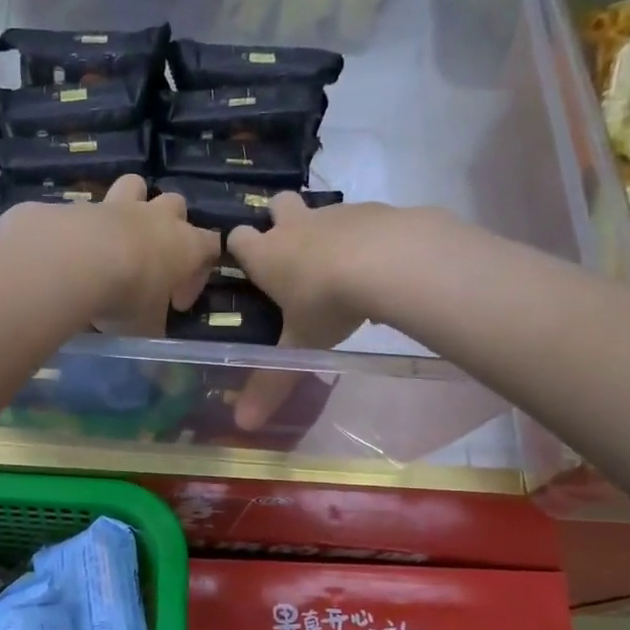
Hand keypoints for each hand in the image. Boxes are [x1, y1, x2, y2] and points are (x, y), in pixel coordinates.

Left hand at [0, 175, 219, 337]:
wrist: (74, 260)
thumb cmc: (127, 295)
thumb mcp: (145, 327)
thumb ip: (152, 329)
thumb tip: (154, 348)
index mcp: (185, 245)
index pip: (210, 247)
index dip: (199, 274)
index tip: (177, 303)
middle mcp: (156, 217)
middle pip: (177, 205)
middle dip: (171, 228)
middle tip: (153, 261)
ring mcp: (117, 205)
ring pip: (136, 185)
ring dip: (133, 203)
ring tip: (119, 235)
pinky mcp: (80, 205)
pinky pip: (88, 207)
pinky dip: (86, 225)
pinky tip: (74, 250)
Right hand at [226, 195, 400, 431]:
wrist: (391, 261)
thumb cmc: (328, 302)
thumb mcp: (300, 346)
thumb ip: (272, 383)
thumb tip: (242, 425)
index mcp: (268, 254)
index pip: (237, 237)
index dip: (239, 247)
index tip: (246, 263)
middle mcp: (297, 226)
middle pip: (277, 204)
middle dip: (279, 218)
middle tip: (291, 249)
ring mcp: (337, 214)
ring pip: (323, 213)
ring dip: (326, 231)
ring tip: (342, 266)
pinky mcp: (377, 210)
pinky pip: (365, 221)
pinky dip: (367, 238)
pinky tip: (381, 266)